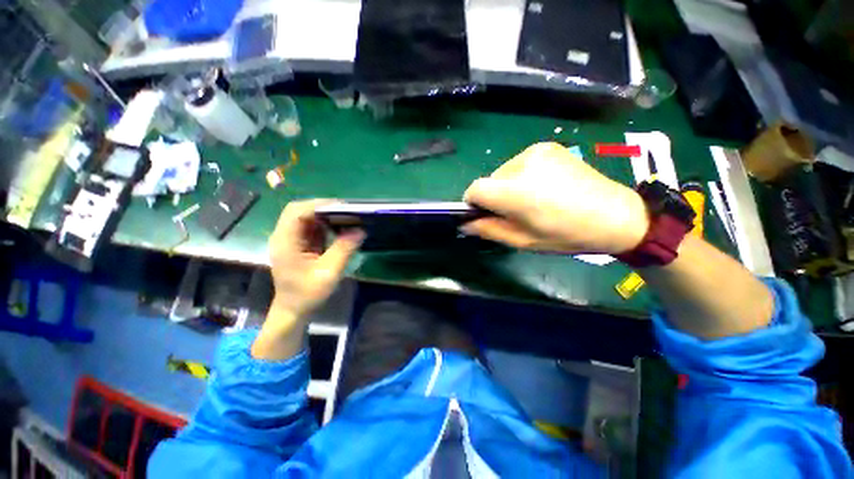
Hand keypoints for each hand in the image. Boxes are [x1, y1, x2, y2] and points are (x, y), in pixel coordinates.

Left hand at [252, 200, 362, 359]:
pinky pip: (310, 228)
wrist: (294, 311)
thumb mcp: (328, 272)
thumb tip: (360, 230)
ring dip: (324, 216)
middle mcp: (284, 237)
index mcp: (285, 242)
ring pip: (305, 218)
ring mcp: (290, 240)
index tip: (342, 207)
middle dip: (322, 208)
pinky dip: (324, 225)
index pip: (296, 212)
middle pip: (299, 211)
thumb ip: (343, 249)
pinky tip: (338, 229)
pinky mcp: (297, 245)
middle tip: (346, 212)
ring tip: (345, 218)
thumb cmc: (307, 294)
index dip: (318, 205)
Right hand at [463, 142, 648, 254]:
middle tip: (514, 213)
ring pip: (503, 172)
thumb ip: (489, 230)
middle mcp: (522, 165)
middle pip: (489, 180)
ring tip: (532, 200)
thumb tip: (465, 224)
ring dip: (507, 187)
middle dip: (493, 197)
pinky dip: (521, 176)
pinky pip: (519, 164)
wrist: (615, 215)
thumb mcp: (523, 241)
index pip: (475, 189)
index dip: (473, 203)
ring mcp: (536, 151)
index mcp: (515, 192)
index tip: (484, 215)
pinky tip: (542, 187)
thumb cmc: (566, 234)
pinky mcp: (547, 146)